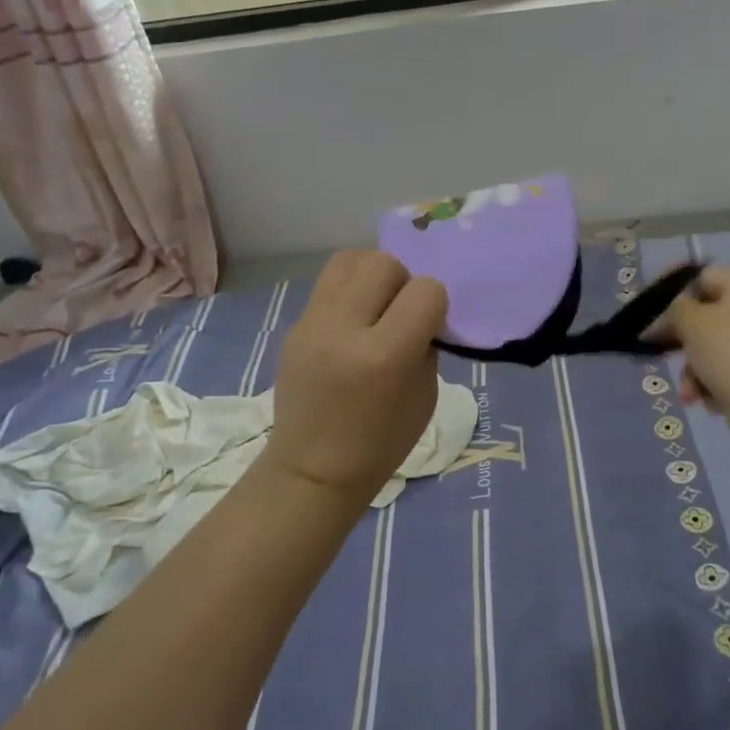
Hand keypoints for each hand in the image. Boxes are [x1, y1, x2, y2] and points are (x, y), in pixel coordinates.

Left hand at [264, 250, 448, 506]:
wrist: (313, 470)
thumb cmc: (381, 443)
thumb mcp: (424, 395)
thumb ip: (425, 343)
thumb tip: (420, 309)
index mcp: (384, 356)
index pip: (425, 291)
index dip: (435, 304)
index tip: (430, 326)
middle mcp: (343, 330)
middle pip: (383, 263)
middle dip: (402, 281)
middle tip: (399, 313)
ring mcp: (312, 324)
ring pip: (349, 259)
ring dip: (371, 275)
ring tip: (374, 306)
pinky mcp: (294, 325)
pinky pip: (328, 284)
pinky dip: (349, 291)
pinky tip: (353, 321)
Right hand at [655, 266, 729, 437]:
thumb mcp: (692, 323)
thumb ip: (675, 308)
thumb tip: (674, 311)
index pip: (703, 276)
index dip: (673, 292)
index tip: (649, 314)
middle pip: (710, 314)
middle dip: (684, 340)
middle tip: (661, 353)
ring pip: (719, 346)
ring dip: (695, 368)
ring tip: (689, 392)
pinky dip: (717, 382)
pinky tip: (709, 401)